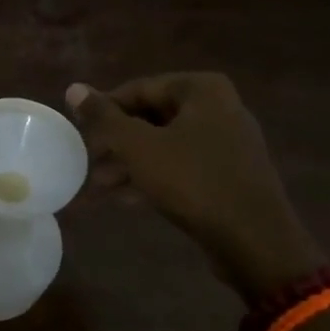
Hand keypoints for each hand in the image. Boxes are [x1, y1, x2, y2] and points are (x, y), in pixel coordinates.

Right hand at [66, 73, 323, 300]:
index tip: (81, 132)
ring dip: (132, 162)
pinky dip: (156, 176)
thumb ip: (104, 117)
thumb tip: (73, 88)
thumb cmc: (193, 182)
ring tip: (101, 185)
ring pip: (166, 143)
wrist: (256, 242)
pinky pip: (184, 165)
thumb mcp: (138, 147)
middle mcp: (220, 107)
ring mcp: (229, 142)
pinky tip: (128, 199)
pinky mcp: (231, 174)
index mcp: (202, 89)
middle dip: (118, 141)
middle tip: (89, 161)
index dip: (105, 110)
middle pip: (152, 116)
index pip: (139, 89)